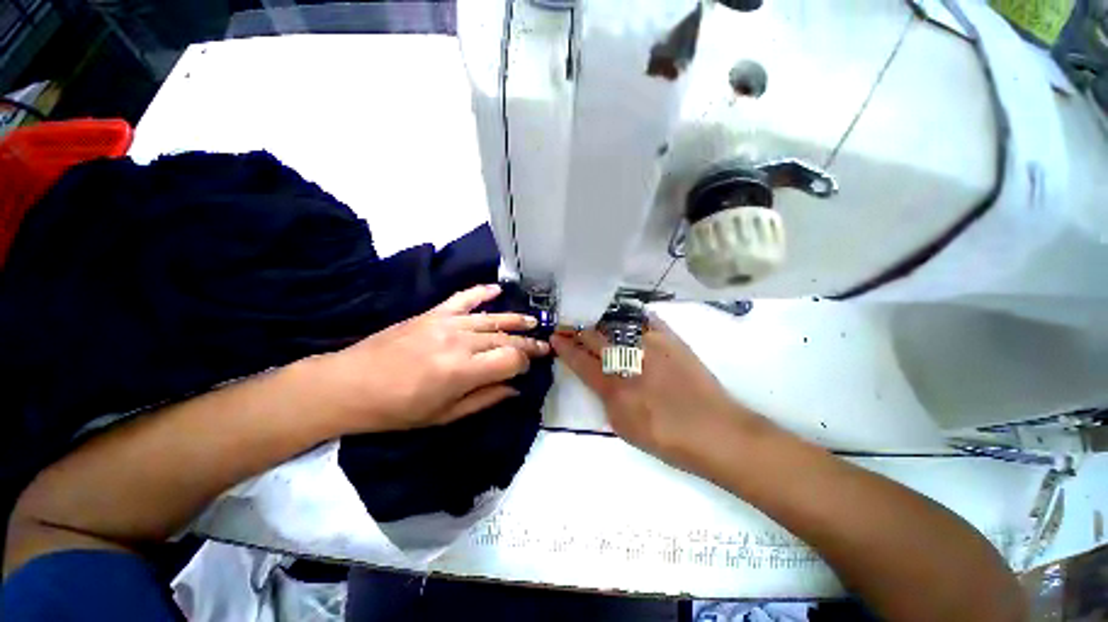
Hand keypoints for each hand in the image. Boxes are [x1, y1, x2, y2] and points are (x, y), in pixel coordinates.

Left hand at [307, 284, 549, 433]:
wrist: (349, 384)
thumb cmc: (396, 410)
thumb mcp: (444, 416)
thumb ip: (484, 400)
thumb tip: (514, 389)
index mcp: (463, 371)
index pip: (510, 360)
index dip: (524, 363)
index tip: (529, 368)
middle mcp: (460, 342)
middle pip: (505, 338)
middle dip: (527, 343)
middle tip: (544, 345)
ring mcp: (447, 323)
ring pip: (492, 318)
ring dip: (515, 320)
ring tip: (533, 322)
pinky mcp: (433, 313)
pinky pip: (463, 298)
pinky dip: (481, 292)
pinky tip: (497, 289)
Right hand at [550, 315, 763, 470]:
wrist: (716, 431)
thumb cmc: (667, 438)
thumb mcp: (624, 427)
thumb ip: (605, 398)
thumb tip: (598, 377)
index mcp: (612, 387)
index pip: (579, 360)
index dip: (564, 347)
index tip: (555, 336)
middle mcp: (628, 359)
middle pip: (593, 337)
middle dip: (577, 330)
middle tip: (567, 324)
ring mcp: (650, 345)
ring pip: (615, 325)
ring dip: (599, 322)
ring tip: (590, 320)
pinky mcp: (670, 338)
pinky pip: (644, 320)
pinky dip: (630, 318)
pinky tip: (623, 317)